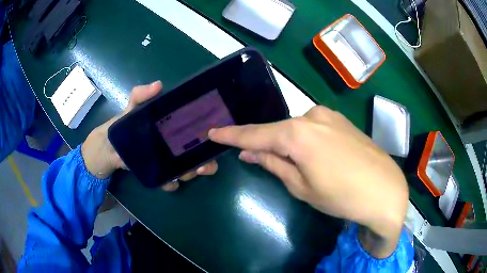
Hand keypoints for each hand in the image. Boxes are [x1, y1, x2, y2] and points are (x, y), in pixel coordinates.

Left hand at [81, 81, 217, 190]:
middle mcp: (173, 147)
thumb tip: (158, 85)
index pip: (196, 134)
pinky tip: (168, 184)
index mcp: (172, 130)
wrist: (106, 147)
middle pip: (197, 156)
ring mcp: (165, 163)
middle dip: (205, 164)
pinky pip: (168, 183)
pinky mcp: (156, 175)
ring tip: (183, 174)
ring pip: (186, 171)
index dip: (207, 138)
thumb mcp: (132, 107)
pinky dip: (170, 185)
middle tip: (201, 166)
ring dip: (189, 174)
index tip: (211, 140)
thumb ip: (141, 96)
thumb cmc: (122, 125)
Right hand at [209, 106, 408, 257]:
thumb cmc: (342, 195)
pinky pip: (313, 128)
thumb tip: (250, 152)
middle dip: (265, 143)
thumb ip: (274, 164)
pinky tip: (313, 156)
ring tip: (292, 164)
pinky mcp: (342, 121)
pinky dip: (304, 140)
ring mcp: (330, 115)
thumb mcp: (302, 186)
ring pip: (297, 128)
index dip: (232, 135)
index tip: (213, 133)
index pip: (255, 133)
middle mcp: (312, 115)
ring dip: (287, 143)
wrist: (385, 190)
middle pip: (278, 130)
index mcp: (298, 132)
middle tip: (255, 158)